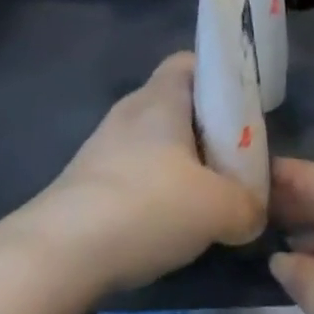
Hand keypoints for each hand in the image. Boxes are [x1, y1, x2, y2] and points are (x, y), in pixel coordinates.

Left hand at [20, 53, 266, 298]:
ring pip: (156, 143)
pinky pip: (134, 172)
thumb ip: (247, 204)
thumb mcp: (219, 208)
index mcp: (161, 97)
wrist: (61, 251)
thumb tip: (252, 211)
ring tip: (207, 201)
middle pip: (177, 105)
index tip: (244, 111)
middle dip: (208, 130)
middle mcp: (130, 110)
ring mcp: (104, 145)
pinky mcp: (88, 181)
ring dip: (182, 165)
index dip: (220, 78)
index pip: (190, 62)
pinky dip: (155, 191)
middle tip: (236, 162)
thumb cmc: (147, 206)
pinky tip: (168, 226)